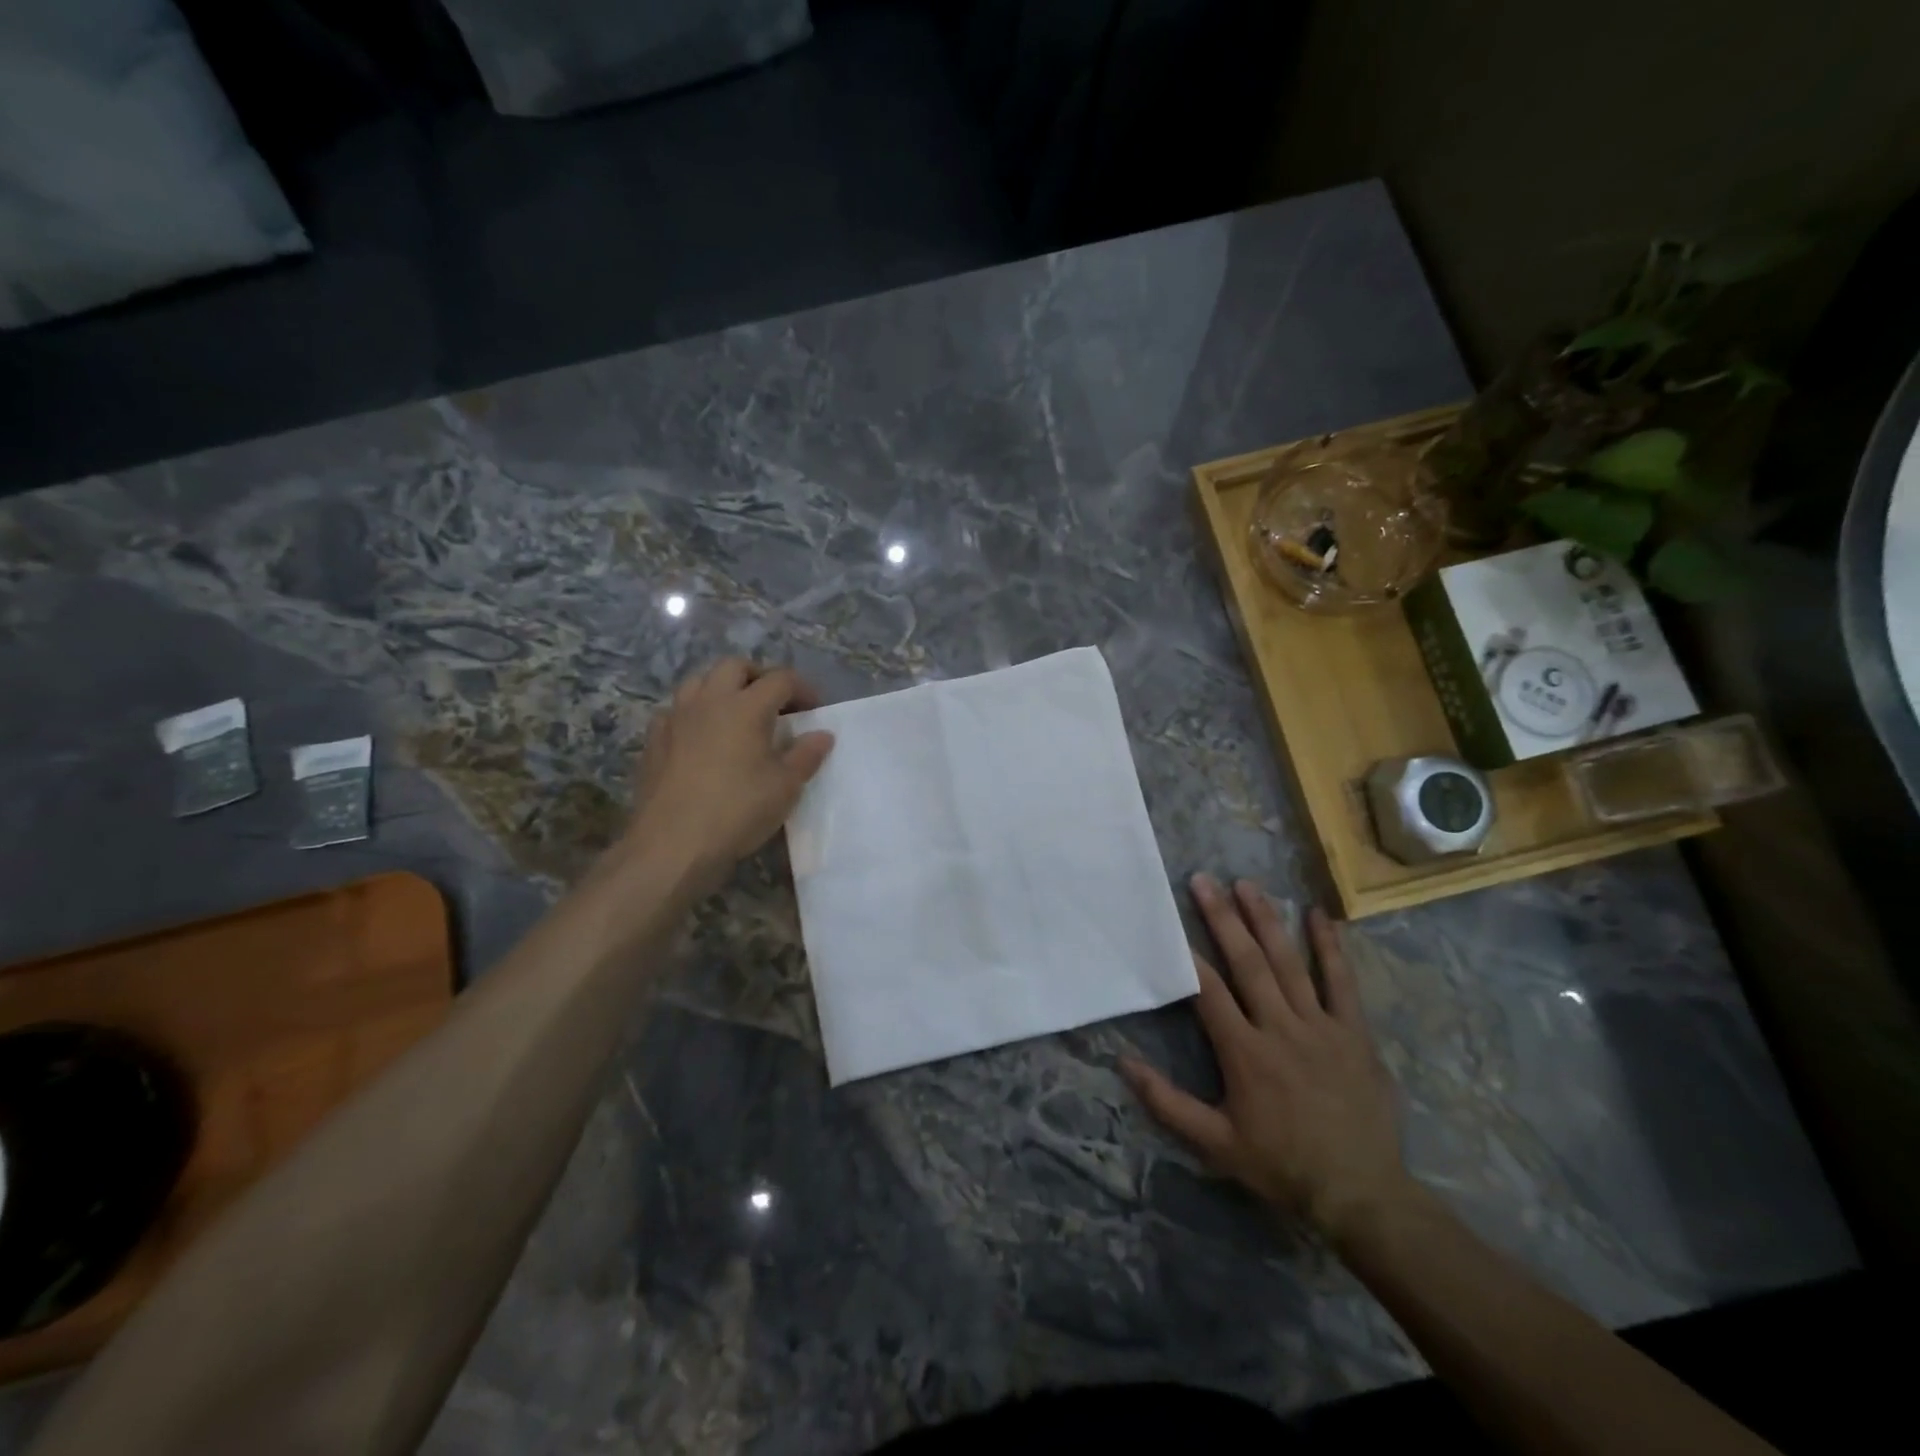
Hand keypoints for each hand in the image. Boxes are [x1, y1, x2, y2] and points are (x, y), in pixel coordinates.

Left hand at [619, 658, 834, 894]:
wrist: (673, 844)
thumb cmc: (738, 811)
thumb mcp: (785, 787)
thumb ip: (806, 755)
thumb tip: (823, 735)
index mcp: (746, 706)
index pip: (780, 679)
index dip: (802, 688)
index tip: (814, 709)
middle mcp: (709, 701)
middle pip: (735, 666)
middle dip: (759, 676)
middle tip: (775, 703)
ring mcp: (676, 717)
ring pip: (699, 681)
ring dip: (723, 688)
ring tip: (737, 714)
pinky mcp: (654, 739)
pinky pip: (676, 710)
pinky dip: (695, 713)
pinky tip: (702, 738)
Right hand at [1121, 875, 1410, 1244]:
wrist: (1361, 1195)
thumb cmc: (1281, 1166)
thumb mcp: (1215, 1144)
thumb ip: (1167, 1103)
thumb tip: (1123, 1063)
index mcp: (1245, 1053)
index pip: (1209, 992)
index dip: (1187, 955)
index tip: (1171, 922)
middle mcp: (1281, 1028)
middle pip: (1248, 963)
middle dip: (1223, 918)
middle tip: (1204, 880)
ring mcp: (1322, 1027)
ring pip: (1289, 963)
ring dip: (1267, 921)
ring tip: (1247, 884)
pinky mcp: (1355, 1033)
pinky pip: (1342, 983)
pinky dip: (1330, 948)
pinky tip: (1318, 915)